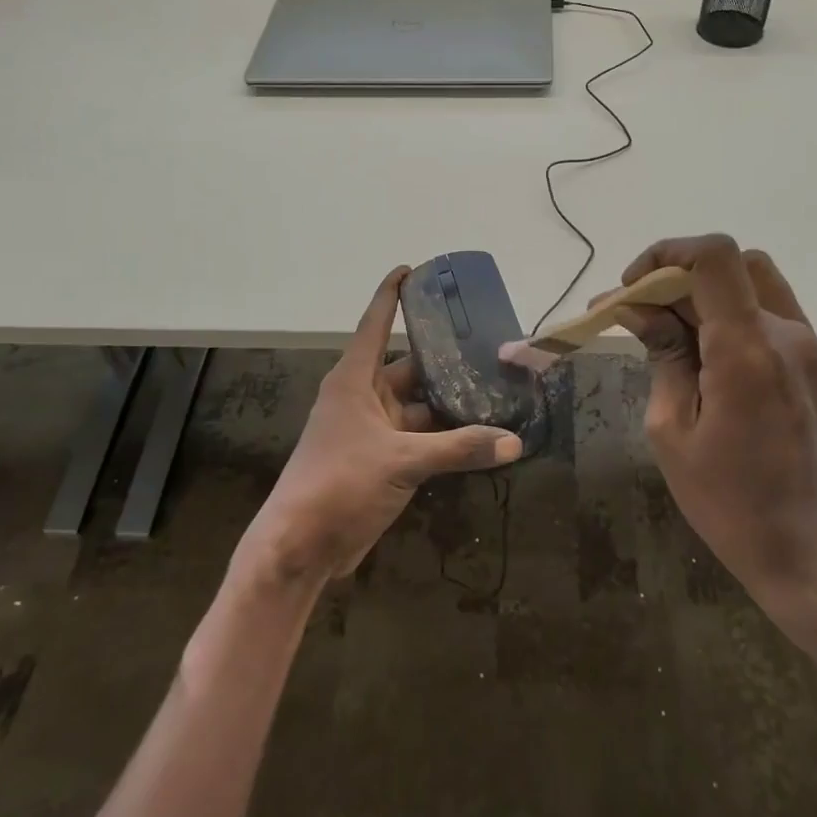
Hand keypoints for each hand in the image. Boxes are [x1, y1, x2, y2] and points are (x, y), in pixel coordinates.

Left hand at [244, 267, 523, 585]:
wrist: (301, 547)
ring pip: (420, 405)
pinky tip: (482, 432)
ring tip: (496, 386)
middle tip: (489, 343)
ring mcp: (374, 431)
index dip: (391, 294)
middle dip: (445, 357)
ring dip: (452, 401)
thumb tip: (515, 442)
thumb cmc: (339, 484)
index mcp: (355, 380)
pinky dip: (448, 436)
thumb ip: (459, 448)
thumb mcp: (401, 461)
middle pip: (410, 366)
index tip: (411, 268)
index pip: (375, 324)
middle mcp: (365, 398)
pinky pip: (422, 437)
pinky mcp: (384, 461)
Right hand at [609, 234, 816, 613]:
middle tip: (640, 313)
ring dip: (705, 292)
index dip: (665, 254)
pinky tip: (702, 353)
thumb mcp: (672, 430)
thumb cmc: (730, 502)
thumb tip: (640, 312)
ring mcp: (808, 348)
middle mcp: (786, 333)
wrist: (812, 552)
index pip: (713, 257)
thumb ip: (662, 357)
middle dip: (677, 275)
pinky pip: (768, 315)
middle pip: (732, 263)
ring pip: (753, 284)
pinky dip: (730, 314)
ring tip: (667, 331)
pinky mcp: (814, 366)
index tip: (631, 289)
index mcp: (746, 348)